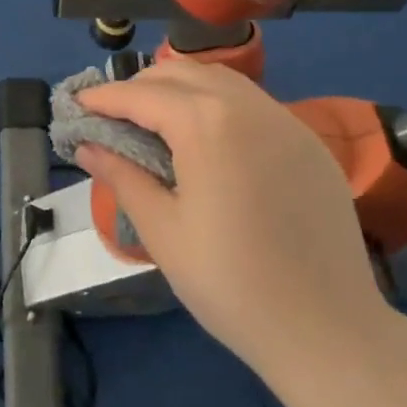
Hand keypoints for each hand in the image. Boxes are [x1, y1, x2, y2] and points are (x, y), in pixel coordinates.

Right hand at [75, 60, 392, 378]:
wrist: (330, 333)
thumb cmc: (232, 284)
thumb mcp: (164, 232)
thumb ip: (123, 177)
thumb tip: (87, 146)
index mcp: (206, 123)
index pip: (142, 94)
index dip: (104, 98)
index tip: (77, 105)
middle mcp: (247, 106)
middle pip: (180, 73)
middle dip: (140, 86)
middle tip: (113, 115)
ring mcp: (285, 120)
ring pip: (220, 80)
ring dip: (181, 88)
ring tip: (156, 119)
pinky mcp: (309, 142)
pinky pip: (253, 104)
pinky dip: (219, 104)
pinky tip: (210, 138)